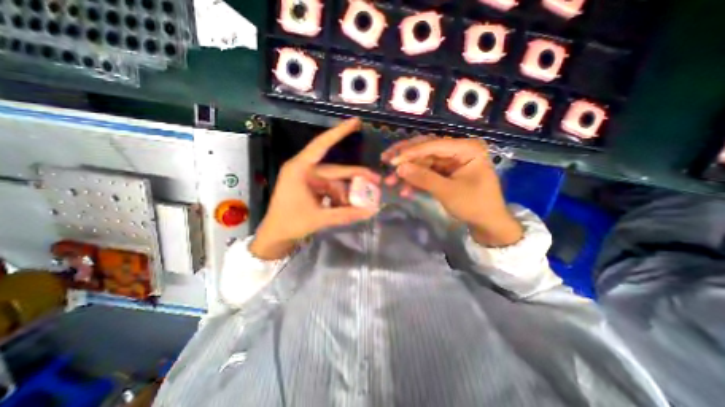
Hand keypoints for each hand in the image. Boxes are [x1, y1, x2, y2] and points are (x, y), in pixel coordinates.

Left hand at [252, 116, 379, 260]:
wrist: (275, 237)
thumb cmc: (291, 223)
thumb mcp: (320, 218)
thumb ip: (346, 214)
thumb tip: (371, 211)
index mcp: (300, 169)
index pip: (321, 145)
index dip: (339, 132)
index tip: (356, 122)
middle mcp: (305, 171)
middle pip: (336, 170)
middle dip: (356, 177)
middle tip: (375, 181)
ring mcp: (308, 180)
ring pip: (335, 182)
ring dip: (347, 193)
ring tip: (358, 206)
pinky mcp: (311, 189)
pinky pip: (330, 190)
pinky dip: (339, 197)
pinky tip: (346, 207)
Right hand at [379, 137, 520, 245]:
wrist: (488, 224)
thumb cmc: (474, 205)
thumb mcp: (447, 192)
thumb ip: (423, 178)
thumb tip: (398, 167)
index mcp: (466, 148)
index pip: (432, 145)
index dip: (409, 153)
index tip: (390, 161)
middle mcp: (458, 150)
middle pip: (425, 149)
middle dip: (405, 157)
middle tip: (385, 160)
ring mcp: (451, 161)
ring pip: (423, 161)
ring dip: (407, 172)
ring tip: (391, 182)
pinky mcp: (445, 172)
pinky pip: (426, 172)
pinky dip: (415, 181)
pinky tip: (404, 191)